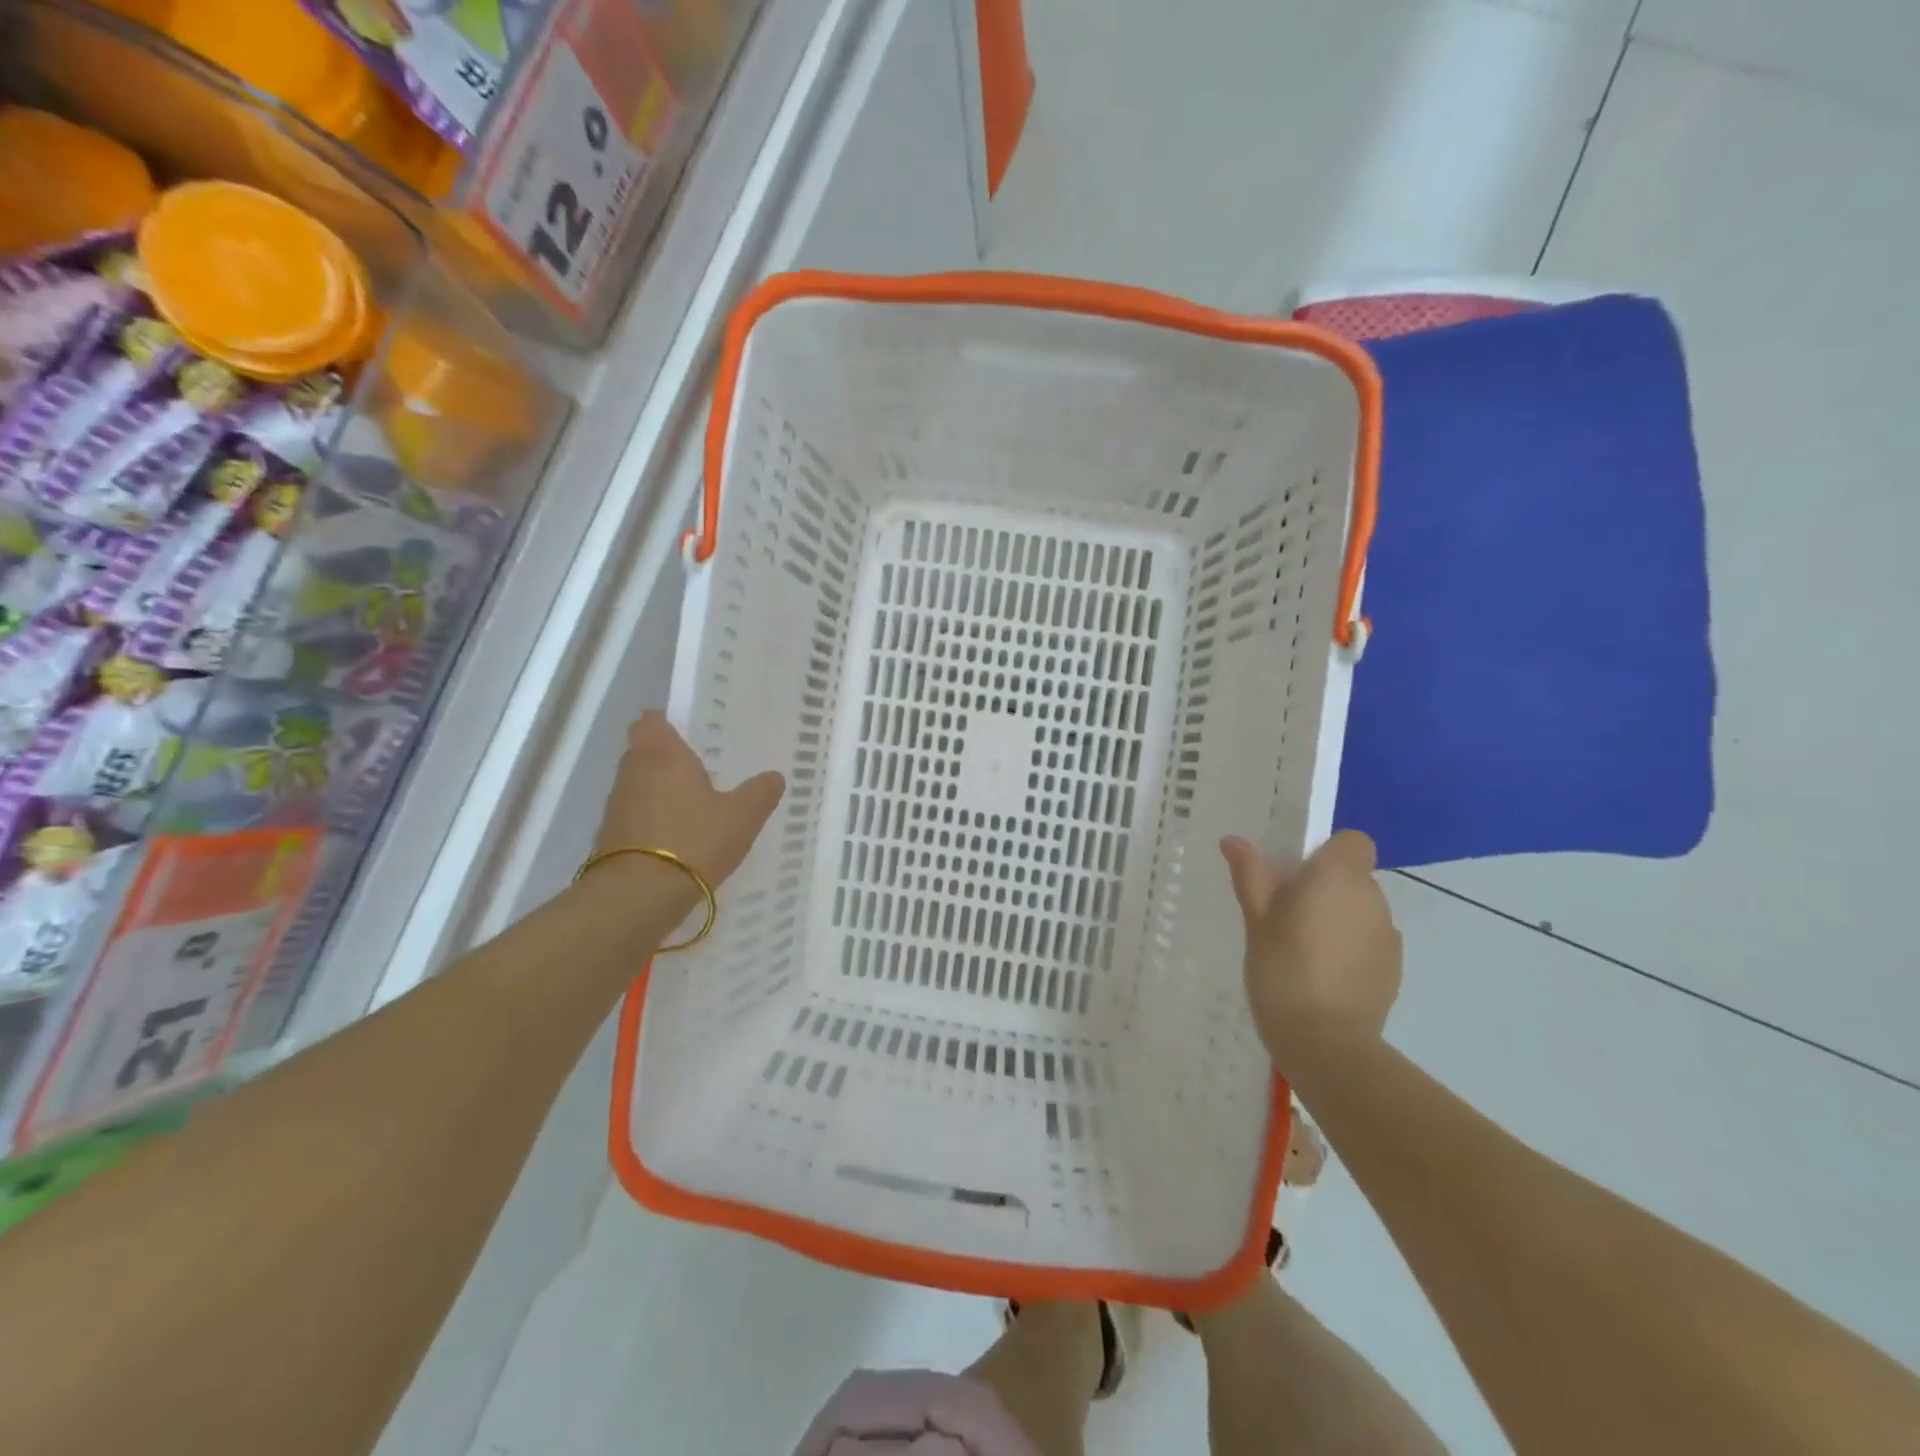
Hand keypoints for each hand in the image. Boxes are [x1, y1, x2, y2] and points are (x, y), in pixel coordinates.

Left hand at [588, 712, 784, 895]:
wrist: (638, 896)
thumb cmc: (693, 840)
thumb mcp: (743, 816)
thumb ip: (760, 792)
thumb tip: (773, 776)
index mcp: (662, 754)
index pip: (651, 720)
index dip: (667, 723)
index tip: (690, 734)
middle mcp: (632, 772)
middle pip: (645, 752)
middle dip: (669, 760)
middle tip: (703, 771)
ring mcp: (616, 806)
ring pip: (639, 785)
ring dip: (661, 792)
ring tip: (695, 808)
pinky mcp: (609, 838)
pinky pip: (636, 817)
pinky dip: (653, 822)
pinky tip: (680, 840)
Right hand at [1222, 830, 1402, 1066]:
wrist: (1325, 1042)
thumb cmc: (1282, 969)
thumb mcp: (1256, 920)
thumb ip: (1250, 875)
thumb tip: (1234, 840)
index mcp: (1338, 877)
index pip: (1353, 842)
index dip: (1327, 853)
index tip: (1296, 876)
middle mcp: (1372, 898)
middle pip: (1354, 877)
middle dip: (1326, 889)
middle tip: (1287, 917)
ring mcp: (1388, 936)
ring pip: (1362, 911)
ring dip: (1339, 919)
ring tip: (1304, 951)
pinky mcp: (1393, 970)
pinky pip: (1370, 943)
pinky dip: (1351, 949)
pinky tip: (1324, 976)